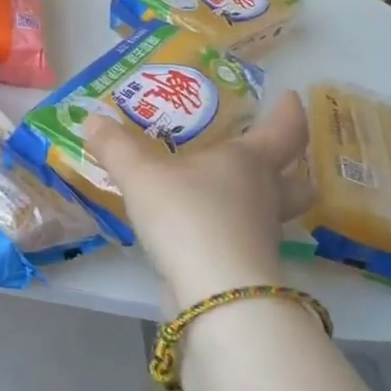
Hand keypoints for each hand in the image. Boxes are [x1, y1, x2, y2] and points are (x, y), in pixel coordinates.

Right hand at [84, 90, 313, 312]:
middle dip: (293, 165)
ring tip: (232, 192)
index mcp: (250, 161)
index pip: (285, 130)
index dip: (289, 111)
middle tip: (275, 154)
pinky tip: (204, 226)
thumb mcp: (140, 174)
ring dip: (263, 199)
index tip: (289, 97)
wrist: (214, 293)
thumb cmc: (187, 215)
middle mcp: (265, 195)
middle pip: (298, 179)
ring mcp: (261, 235)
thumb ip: (116, 146)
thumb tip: (92, 119)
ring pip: (275, 211)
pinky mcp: (247, 268)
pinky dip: (233, 228)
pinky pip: (247, 238)